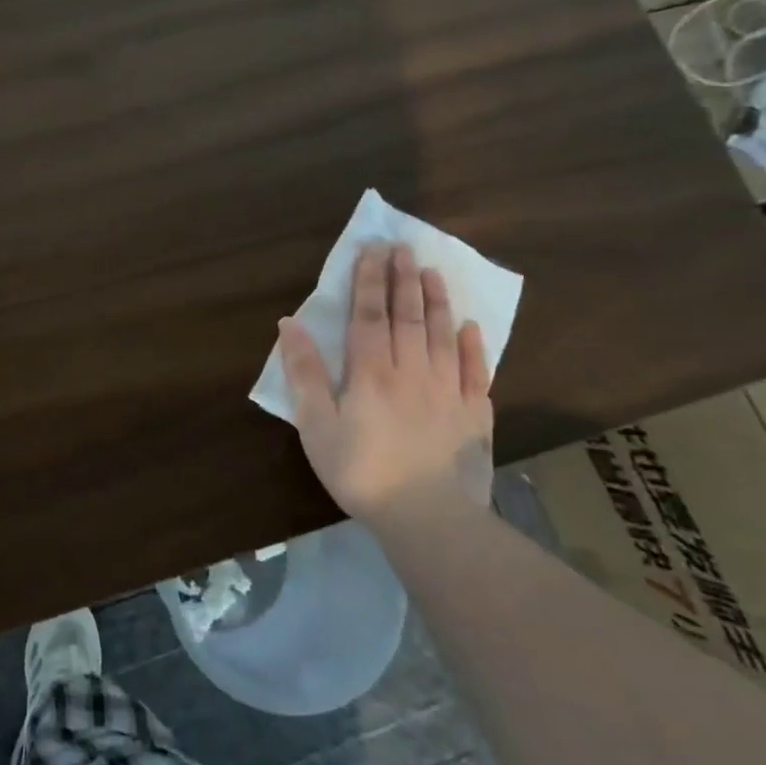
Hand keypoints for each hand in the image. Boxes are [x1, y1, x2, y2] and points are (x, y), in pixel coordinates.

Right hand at [277, 242, 493, 520]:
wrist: (426, 518)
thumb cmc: (360, 471)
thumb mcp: (316, 425)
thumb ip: (304, 373)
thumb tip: (289, 324)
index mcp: (371, 372)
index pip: (369, 314)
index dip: (369, 280)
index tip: (371, 250)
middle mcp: (412, 371)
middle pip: (408, 315)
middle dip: (402, 278)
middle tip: (402, 247)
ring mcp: (448, 391)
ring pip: (443, 334)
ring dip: (437, 300)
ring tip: (432, 271)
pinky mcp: (474, 414)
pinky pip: (476, 370)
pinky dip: (473, 345)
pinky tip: (471, 326)